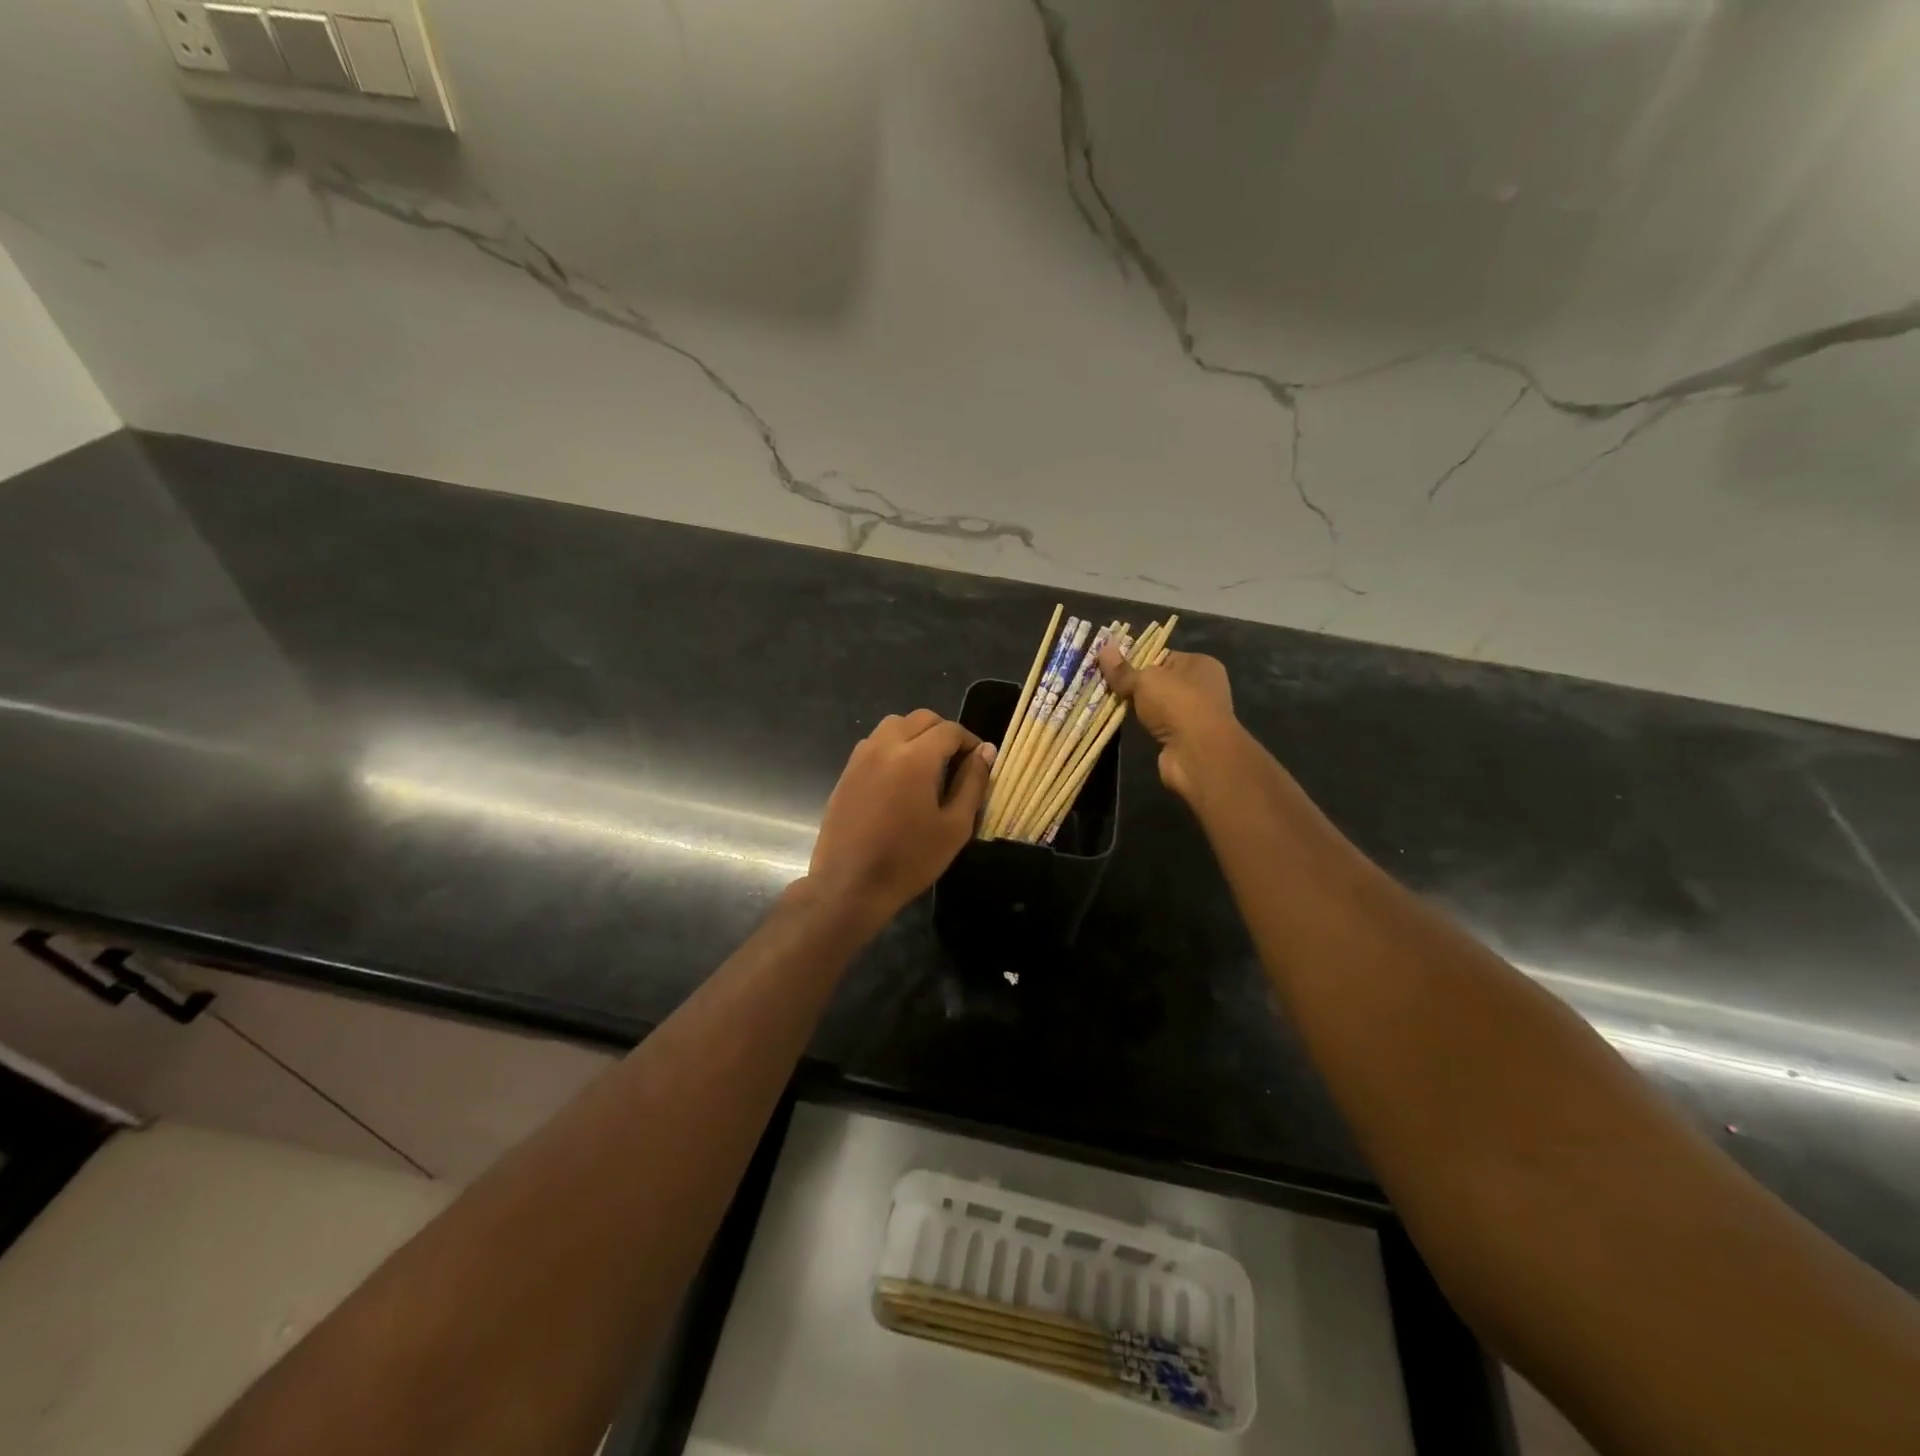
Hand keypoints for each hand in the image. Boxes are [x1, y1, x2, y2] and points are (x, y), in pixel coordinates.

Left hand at [806, 709, 993, 920]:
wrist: (850, 885)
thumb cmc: (910, 859)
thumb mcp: (955, 826)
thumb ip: (973, 783)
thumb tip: (985, 751)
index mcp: (915, 757)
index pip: (950, 730)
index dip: (970, 742)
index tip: (979, 763)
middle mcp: (885, 746)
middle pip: (921, 719)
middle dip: (944, 733)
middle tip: (956, 763)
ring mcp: (861, 757)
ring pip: (894, 725)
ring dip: (916, 735)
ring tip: (928, 767)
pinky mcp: (846, 772)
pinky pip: (875, 743)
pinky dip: (893, 747)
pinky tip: (900, 780)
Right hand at [1097, 646, 1239, 804]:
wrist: (1197, 752)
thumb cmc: (1176, 703)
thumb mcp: (1144, 680)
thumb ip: (1123, 669)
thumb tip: (1104, 648)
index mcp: (1200, 664)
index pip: (1163, 656)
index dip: (1138, 660)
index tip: (1113, 666)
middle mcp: (1202, 686)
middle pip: (1160, 681)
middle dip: (1135, 685)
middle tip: (1106, 685)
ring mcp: (1195, 714)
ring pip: (1158, 704)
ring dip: (1138, 707)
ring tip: (1110, 702)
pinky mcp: (1185, 737)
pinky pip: (1158, 724)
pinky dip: (1144, 725)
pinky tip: (1125, 723)